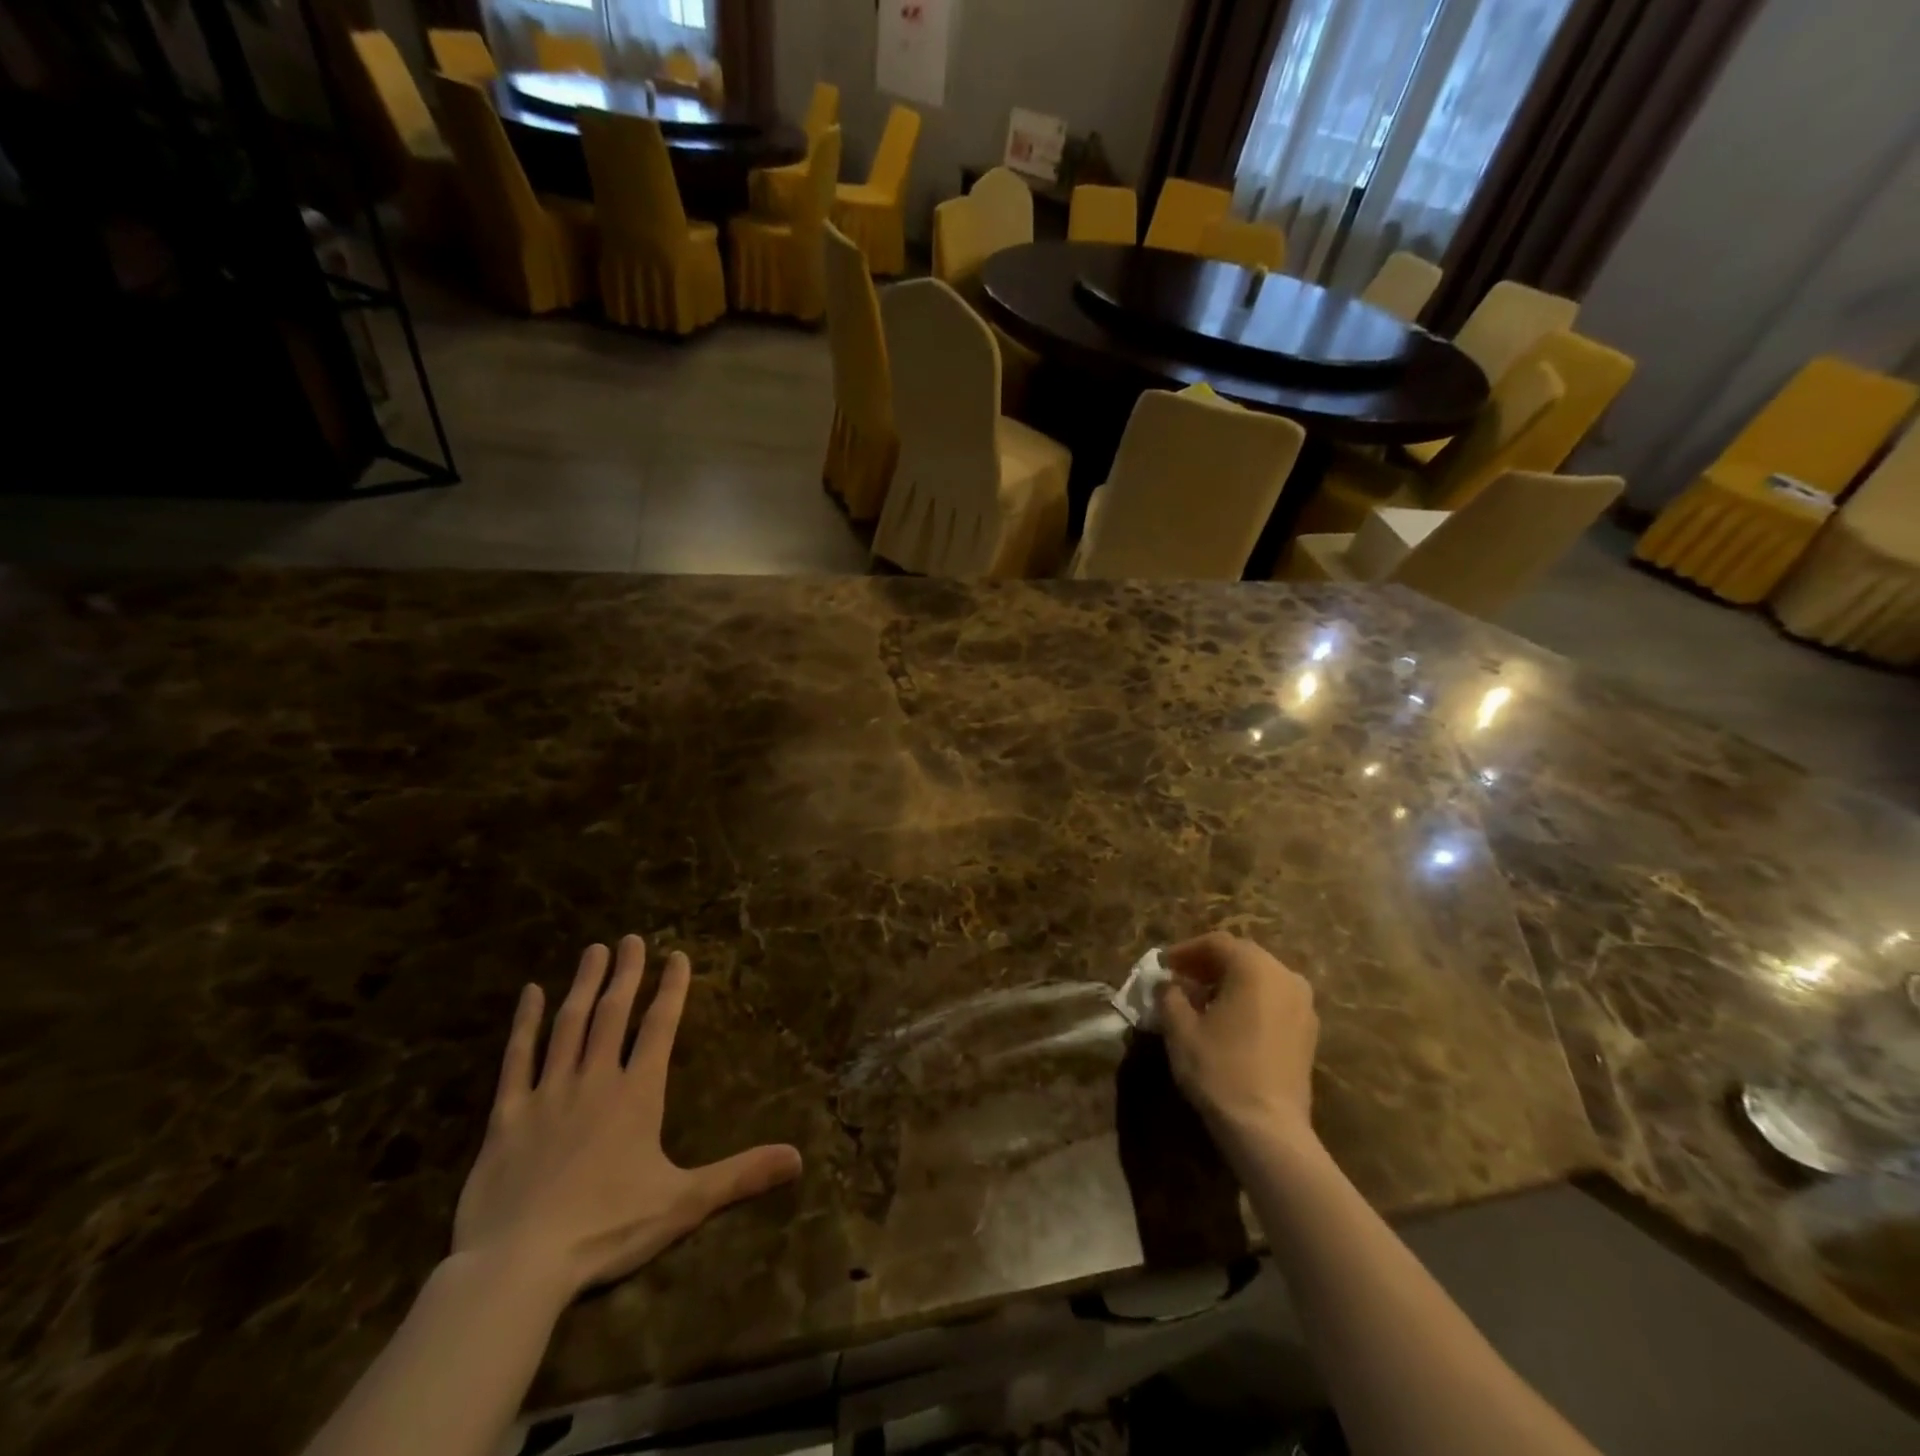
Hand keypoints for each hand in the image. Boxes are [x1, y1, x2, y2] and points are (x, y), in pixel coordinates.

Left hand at [452, 936, 802, 1304]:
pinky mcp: (506, 1116)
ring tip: (594, 950)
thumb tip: (799, 1157)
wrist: (517, 1266)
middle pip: (613, 1014)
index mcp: (638, 1095)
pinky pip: (516, 1059)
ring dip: (584, 985)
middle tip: (630, 937)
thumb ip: (740, 1175)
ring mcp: (547, 1094)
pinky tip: (530, 993)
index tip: (676, 955)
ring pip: (569, 1025)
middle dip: (626, 973)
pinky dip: (524, 1024)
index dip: (671, 989)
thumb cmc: (607, 1229)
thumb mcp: (684, 1203)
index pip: (660, 1027)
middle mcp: (595, 1080)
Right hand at [1156, 932, 1318, 1147]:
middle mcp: (1286, 977)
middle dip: (1207, 965)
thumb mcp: (1180, 1028)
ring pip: (1260, 979)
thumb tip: (1167, 983)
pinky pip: (1273, 1001)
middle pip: (1241, 957)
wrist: (1268, 1129)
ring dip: (1229, 983)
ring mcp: (1303, 1005)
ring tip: (1201, 1002)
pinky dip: (1249, 1001)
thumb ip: (1169, 995)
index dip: (1185, 951)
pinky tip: (1227, 1022)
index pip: (1217, 943)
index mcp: (1256, 968)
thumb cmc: (1220, 1069)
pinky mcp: (1309, 1032)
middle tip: (1180, 980)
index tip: (1163, 966)